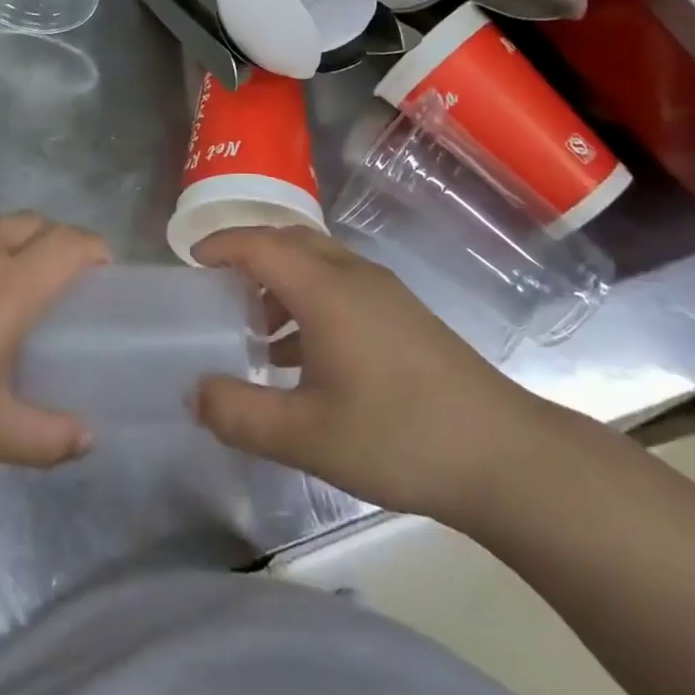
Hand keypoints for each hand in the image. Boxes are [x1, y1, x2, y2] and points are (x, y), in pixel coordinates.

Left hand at [0, 209, 109, 467]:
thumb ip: (47, 438)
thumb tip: (88, 439)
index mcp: (12, 288)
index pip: (71, 245)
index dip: (95, 250)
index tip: (102, 273)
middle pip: (39, 223)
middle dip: (60, 241)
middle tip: (59, 280)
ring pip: (1, 216)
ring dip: (21, 233)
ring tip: (13, 269)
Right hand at [192, 227, 558, 528]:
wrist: (503, 455)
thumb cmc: (396, 435)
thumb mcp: (306, 435)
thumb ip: (241, 413)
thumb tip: (195, 392)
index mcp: (324, 287)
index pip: (260, 243)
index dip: (222, 246)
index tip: (191, 261)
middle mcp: (353, 274)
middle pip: (290, 240)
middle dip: (250, 255)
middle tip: (219, 289)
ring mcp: (384, 291)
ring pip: (318, 261)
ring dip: (281, 279)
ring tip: (257, 330)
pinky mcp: (404, 313)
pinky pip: (341, 283)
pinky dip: (309, 298)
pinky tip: (306, 354)